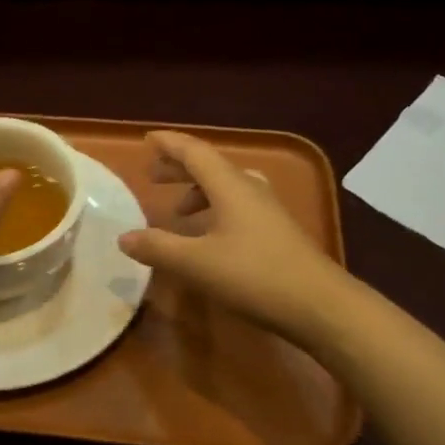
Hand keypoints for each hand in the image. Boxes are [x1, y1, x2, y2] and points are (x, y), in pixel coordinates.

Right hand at [118, 130, 349, 345]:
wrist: (320, 305)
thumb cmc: (255, 276)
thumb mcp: (197, 263)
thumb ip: (158, 248)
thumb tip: (123, 238)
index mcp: (230, 186)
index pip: (194, 152)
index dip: (169, 144)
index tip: (147, 139)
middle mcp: (250, 189)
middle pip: (210, 167)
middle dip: (179, 168)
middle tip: (153, 176)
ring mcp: (268, 210)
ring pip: (227, 187)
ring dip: (198, 191)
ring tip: (178, 212)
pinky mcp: (277, 231)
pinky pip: (238, 206)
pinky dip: (215, 210)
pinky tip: (210, 237)